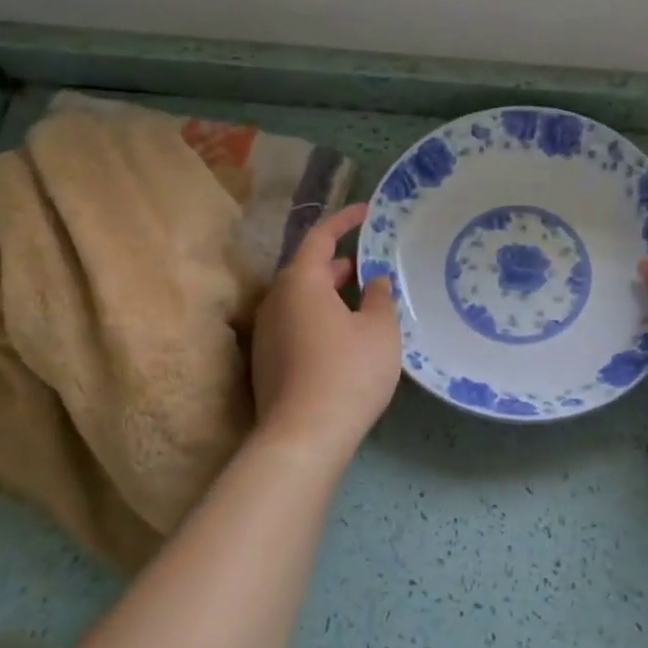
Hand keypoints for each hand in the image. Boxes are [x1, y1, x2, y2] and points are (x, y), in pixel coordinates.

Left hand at [250, 203, 400, 455]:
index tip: (367, 211)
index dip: (345, 220)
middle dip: (339, 262)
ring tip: (362, 298)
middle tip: (370, 263)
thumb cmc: (348, 371)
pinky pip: (296, 323)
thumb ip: (380, 298)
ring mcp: (267, 332)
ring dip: (330, 292)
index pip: (321, 237)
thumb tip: (375, 281)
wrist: (303, 436)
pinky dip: (320, 317)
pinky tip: (344, 336)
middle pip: (307, 268)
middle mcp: (276, 300)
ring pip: (301, 298)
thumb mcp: (380, 331)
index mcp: (301, 282)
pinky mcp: (267, 361)